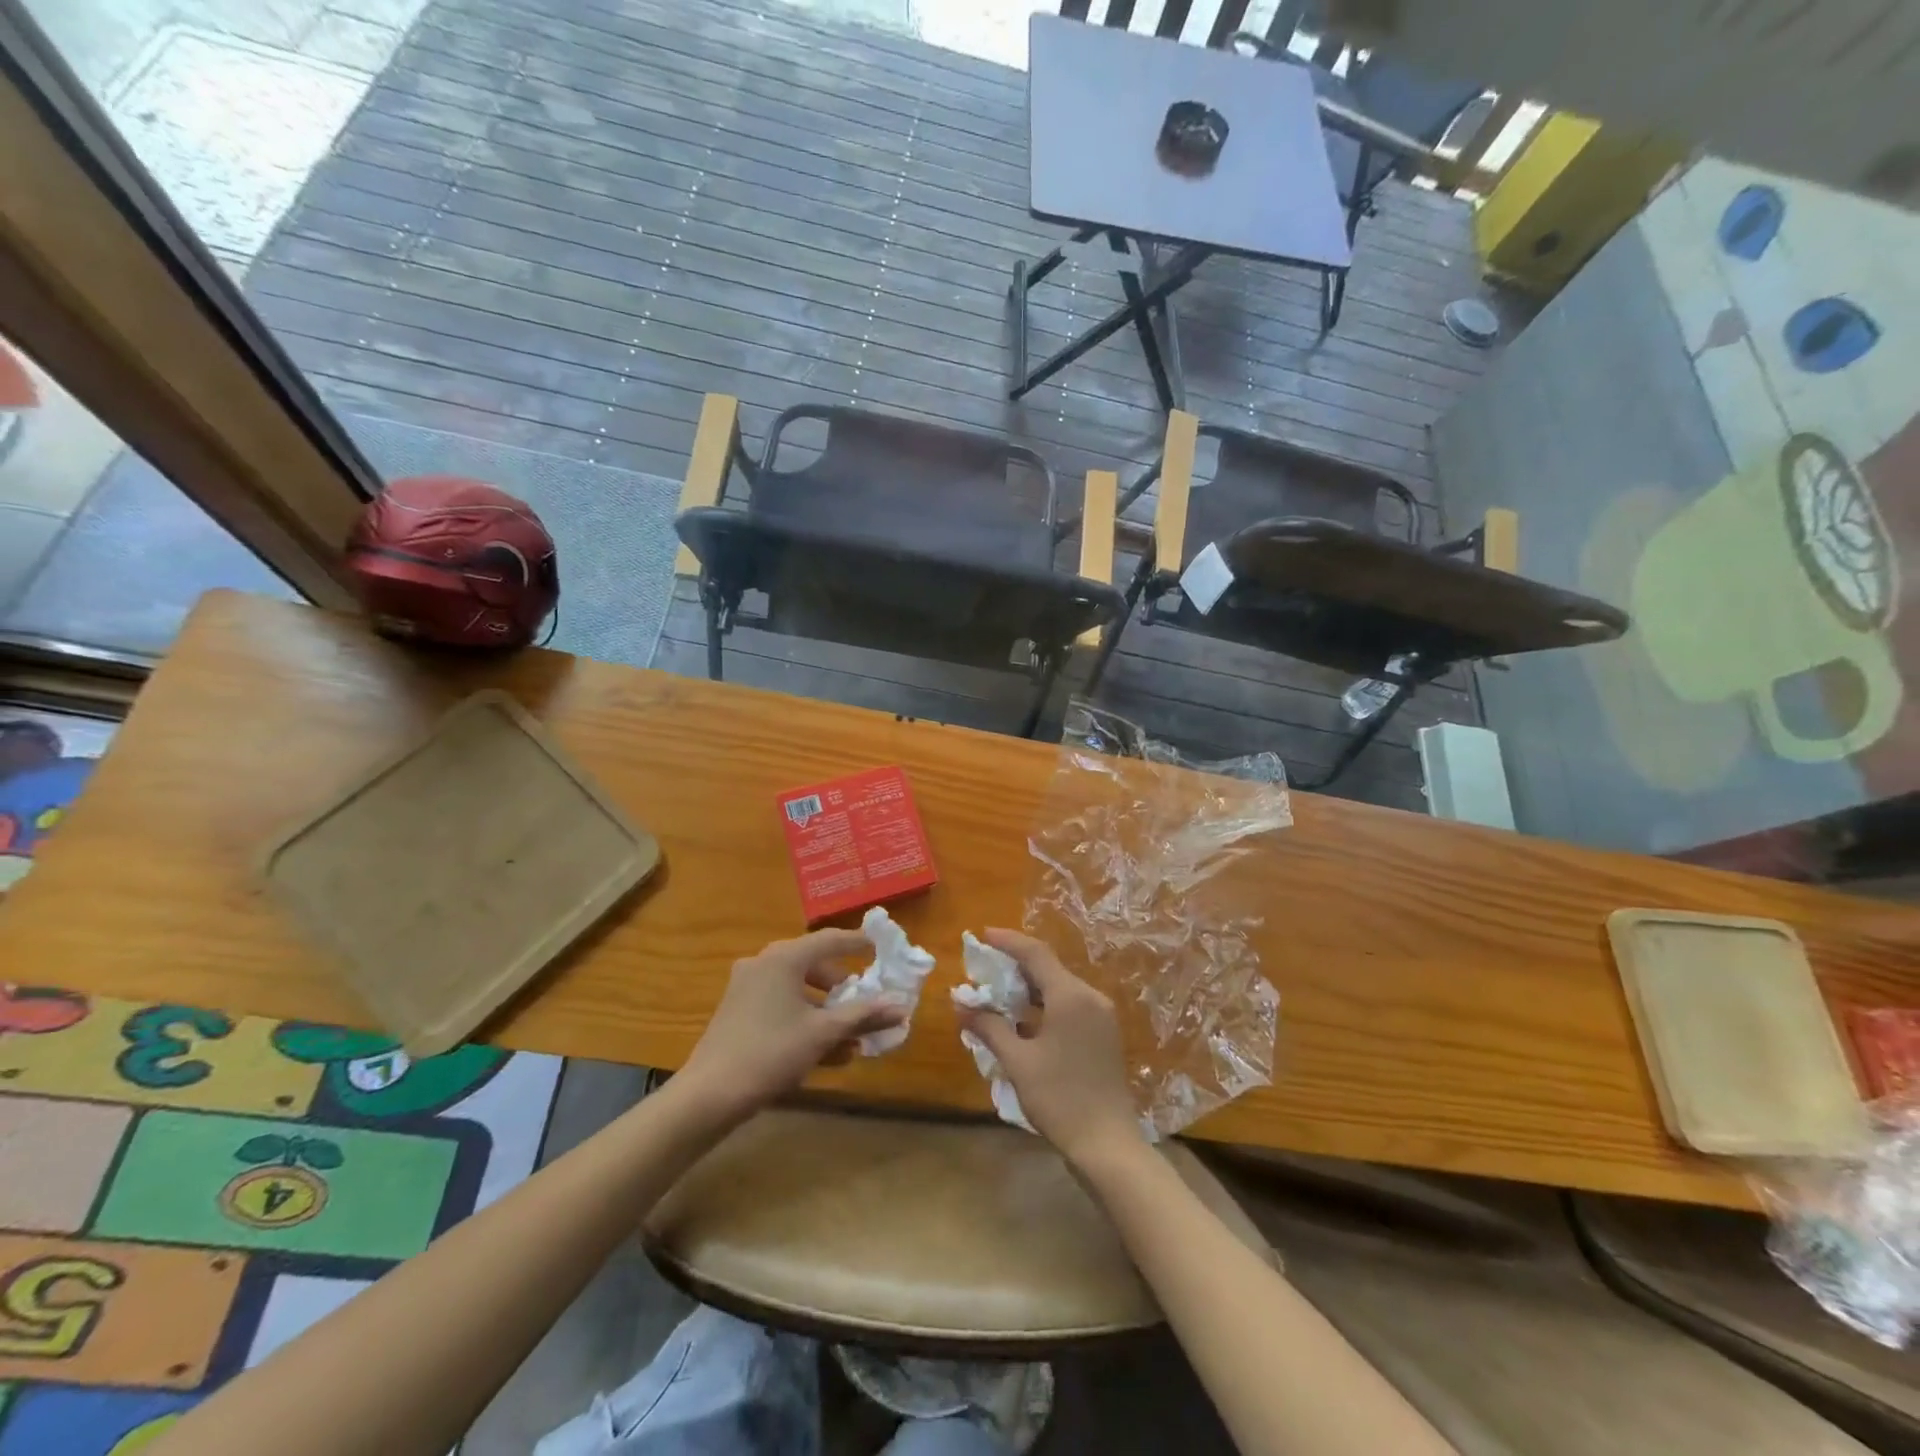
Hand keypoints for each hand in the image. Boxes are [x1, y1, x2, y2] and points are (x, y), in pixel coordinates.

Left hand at [678, 930, 905, 1123]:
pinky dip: (805, 1021)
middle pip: (814, 965)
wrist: (709, 1094)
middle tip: (866, 1002)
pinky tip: (828, 1053)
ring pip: (798, 990)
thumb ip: (863, 1016)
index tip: (880, 947)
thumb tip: (901, 1007)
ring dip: (827, 1012)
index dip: (858, 943)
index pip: (830, 940)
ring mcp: (747, 987)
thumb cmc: (771, 1052)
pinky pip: (781, 1006)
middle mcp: (764, 963)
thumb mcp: (823, 1033)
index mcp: (784, 958)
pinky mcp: (738, 1012)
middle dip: (843, 988)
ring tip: (853, 1039)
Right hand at [956, 929, 1144, 1165]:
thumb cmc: (1059, 1098)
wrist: (1107, 1143)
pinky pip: (1070, 1005)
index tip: (982, 935)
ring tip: (998, 994)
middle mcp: (1089, 997)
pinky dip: (1045, 1004)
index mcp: (1070, 996)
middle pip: (1048, 968)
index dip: (1008, 941)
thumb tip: (962, 1005)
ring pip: (1059, 987)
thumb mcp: (1018, 1062)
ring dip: (1029, 987)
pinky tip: (1023, 1020)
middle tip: (984, 969)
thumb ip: (990, 1027)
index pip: (1035, 954)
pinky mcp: (1104, 1033)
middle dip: (1015, 965)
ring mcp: (1101, 1015)